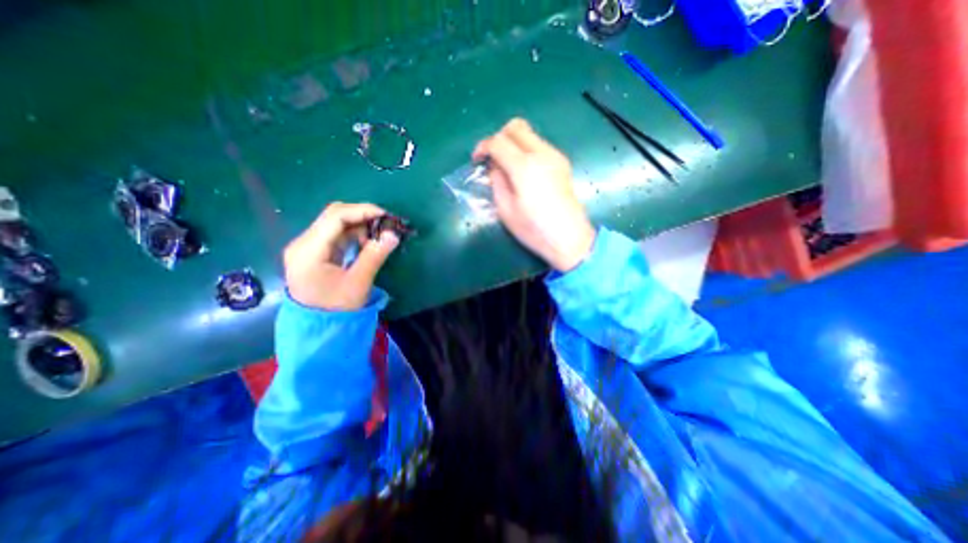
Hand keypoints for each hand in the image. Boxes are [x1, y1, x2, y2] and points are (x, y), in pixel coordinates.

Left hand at [284, 202, 401, 309]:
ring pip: (336, 225)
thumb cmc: (336, 308)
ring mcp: (308, 247)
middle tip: (386, 224)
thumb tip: (393, 235)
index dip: (362, 211)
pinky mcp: (316, 253)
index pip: (335, 217)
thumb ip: (374, 255)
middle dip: (362, 216)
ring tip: (380, 235)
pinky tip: (368, 242)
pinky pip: (337, 236)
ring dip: (360, 225)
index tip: (386, 215)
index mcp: (309, 249)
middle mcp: (304, 243)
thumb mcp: (358, 282)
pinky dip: (355, 235)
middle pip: (334, 217)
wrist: (318, 328)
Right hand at [473, 116, 594, 271]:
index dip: (483, 147)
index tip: (477, 161)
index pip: (498, 141)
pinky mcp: (562, 163)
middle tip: (492, 159)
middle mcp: (542, 154)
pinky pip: (539, 146)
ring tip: (507, 168)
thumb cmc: (534, 230)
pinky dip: (526, 151)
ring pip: (529, 134)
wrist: (570, 239)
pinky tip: (523, 173)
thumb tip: (496, 167)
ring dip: (513, 144)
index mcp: (524, 167)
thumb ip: (497, 182)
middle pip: (516, 127)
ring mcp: (555, 156)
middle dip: (498, 137)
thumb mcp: (506, 210)